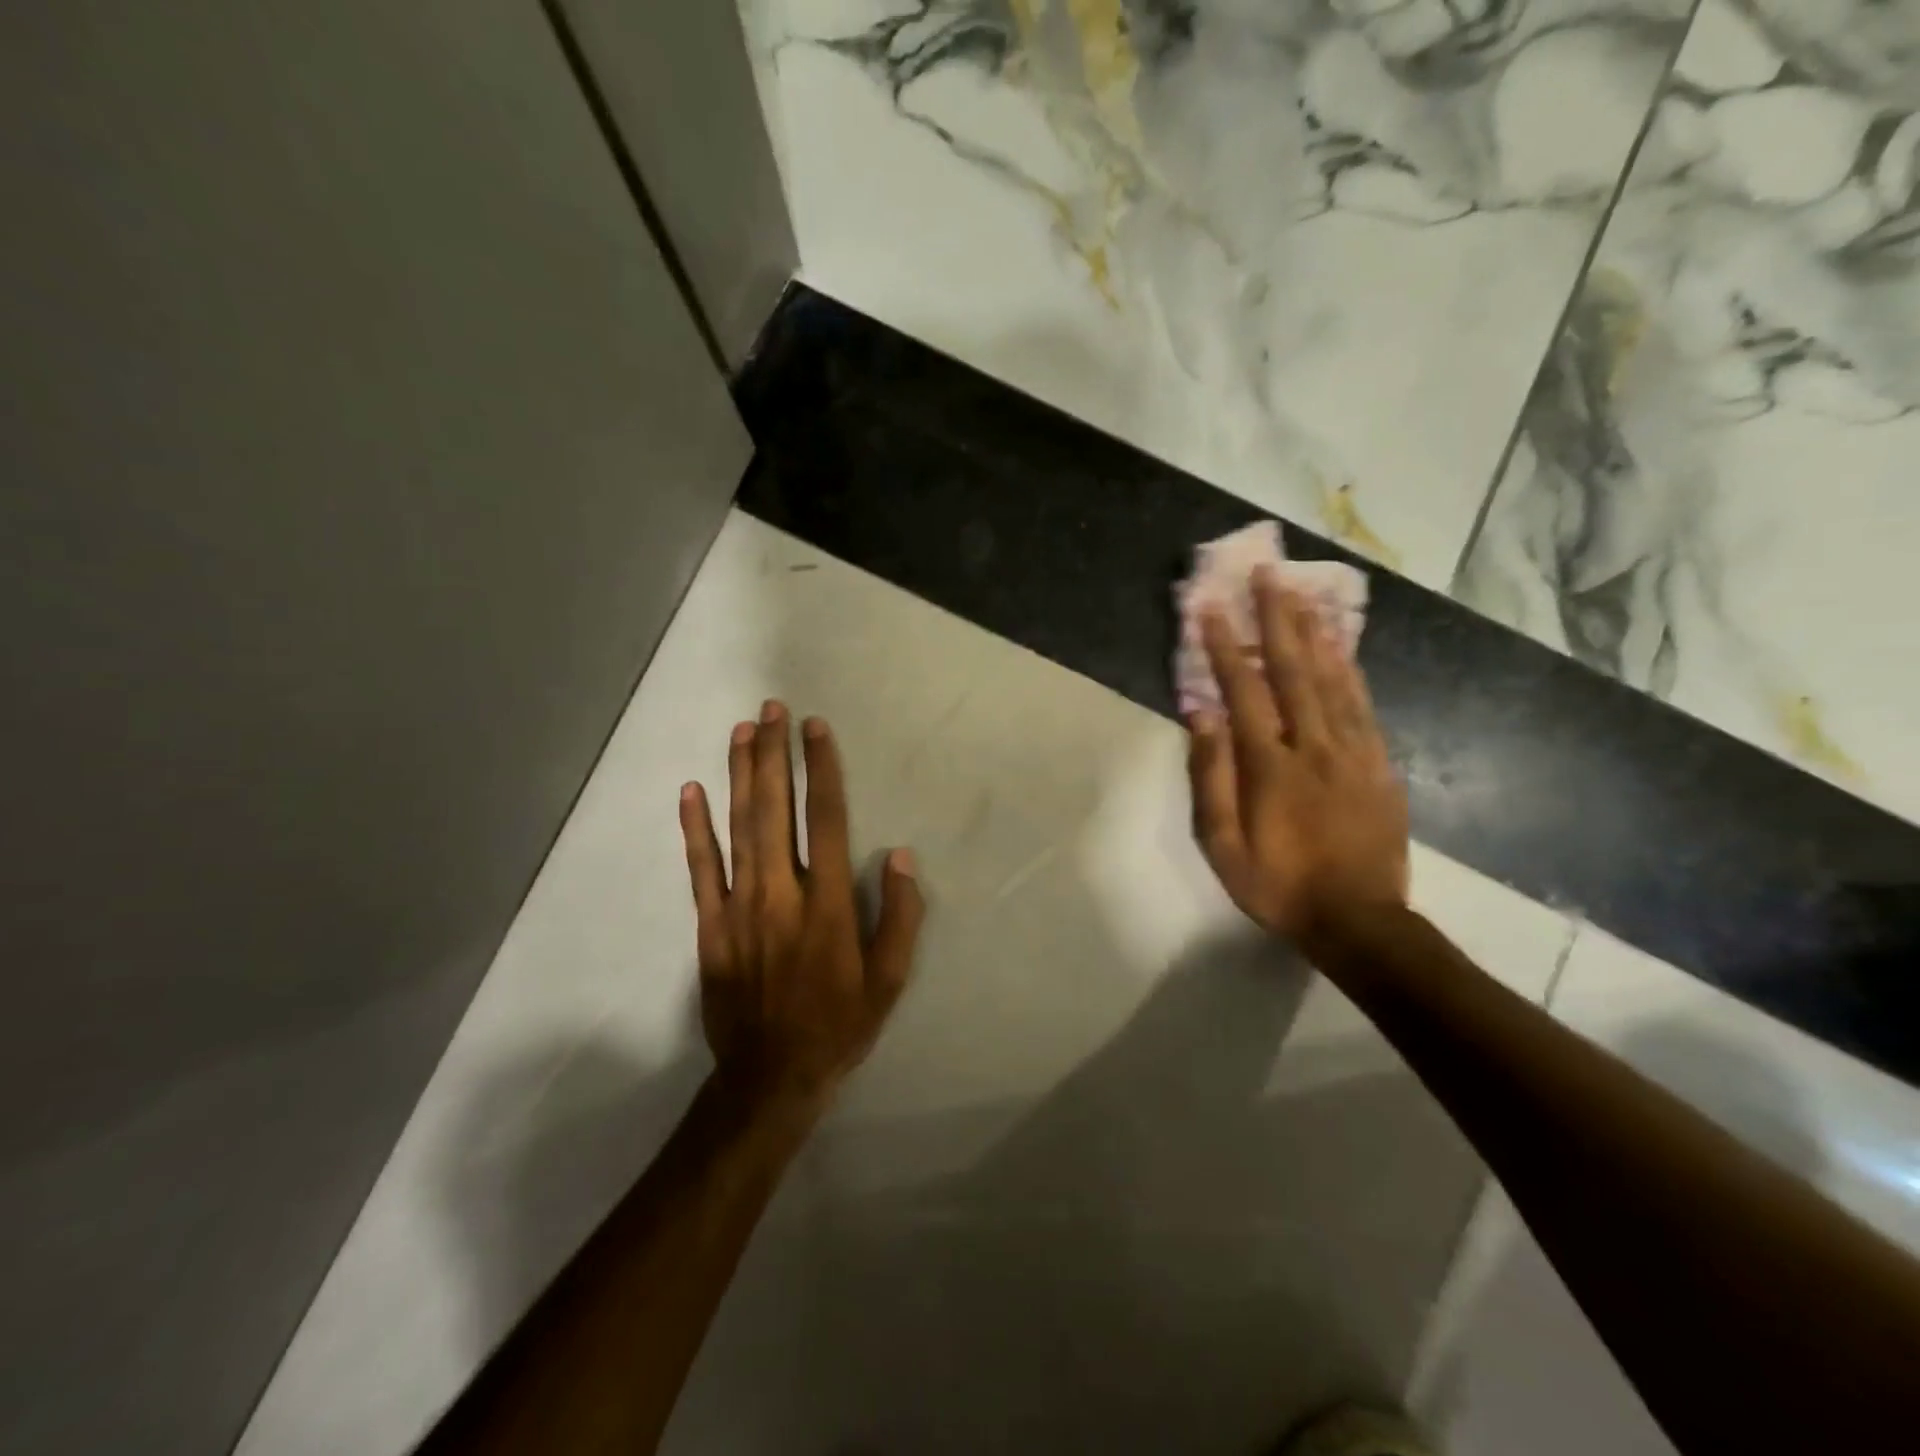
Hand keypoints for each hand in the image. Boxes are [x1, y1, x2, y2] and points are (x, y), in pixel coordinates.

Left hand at [679, 703, 923, 1113]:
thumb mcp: (889, 981)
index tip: (817, 729)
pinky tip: (691, 791)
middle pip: (776, 809)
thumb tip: (902, 857)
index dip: (823, 769)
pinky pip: (700, 868)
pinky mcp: (709, 926)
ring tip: (741, 731)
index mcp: (828, 905)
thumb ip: (901, 917)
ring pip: (739, 827)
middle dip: (775, 754)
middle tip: (772, 710)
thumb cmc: (838, 1024)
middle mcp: (781, 893)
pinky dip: (695, 828)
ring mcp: (739, 907)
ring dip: (741, 775)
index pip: (827, 819)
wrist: (770, 1078)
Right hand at [1187, 568, 1409, 953]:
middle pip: (1295, 670)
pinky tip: (1341, 647)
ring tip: (1303, 593)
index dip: (1225, 647)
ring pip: (1334, 679)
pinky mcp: (1380, 764)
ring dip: (1316, 632)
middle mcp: (1315, 746)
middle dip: (1277, 618)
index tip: (1211, 608)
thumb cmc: (1278, 885)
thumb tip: (1201, 715)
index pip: (1245, 692)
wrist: (1359, 921)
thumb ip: (1212, 776)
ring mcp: (1354, 752)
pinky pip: (1364, 705)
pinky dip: (1350, 669)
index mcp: (1271, 766)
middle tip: (1268, 575)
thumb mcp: (1222, 844)